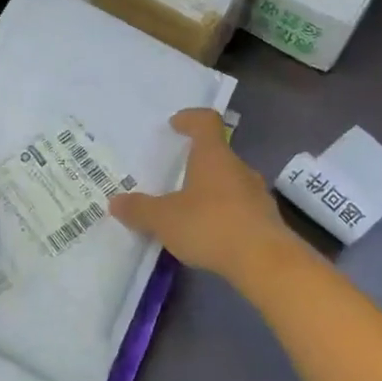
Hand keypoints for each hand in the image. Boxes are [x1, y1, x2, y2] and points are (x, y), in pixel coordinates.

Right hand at [109, 108, 294, 280]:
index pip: (206, 122)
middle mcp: (238, 168)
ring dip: (210, 190)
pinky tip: (209, 234)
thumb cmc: (210, 225)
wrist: (265, 262)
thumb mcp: (164, 219)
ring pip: (229, 183)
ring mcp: (256, 194)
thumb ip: (139, 209)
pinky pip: (239, 208)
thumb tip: (116, 202)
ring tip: (188, 209)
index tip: (176, 124)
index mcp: (213, 156)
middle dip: (196, 162)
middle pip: (217, 154)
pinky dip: (222, 214)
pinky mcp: (266, 221)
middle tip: (174, 175)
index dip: (190, 119)